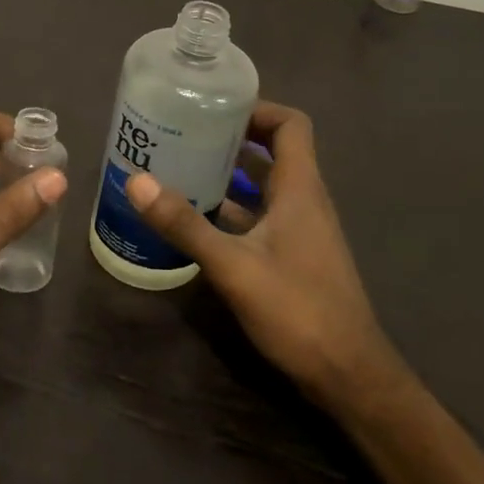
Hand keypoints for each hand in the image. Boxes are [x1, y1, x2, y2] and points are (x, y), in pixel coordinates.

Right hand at [124, 101, 394, 402]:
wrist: (346, 374)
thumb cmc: (297, 309)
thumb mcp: (233, 265)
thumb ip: (185, 224)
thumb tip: (136, 181)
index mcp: (300, 190)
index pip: (290, 125)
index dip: (257, 109)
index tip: (214, 109)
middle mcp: (304, 202)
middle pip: (272, 153)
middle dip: (230, 140)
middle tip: (182, 136)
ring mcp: (300, 232)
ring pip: (263, 188)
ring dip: (227, 177)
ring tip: (179, 171)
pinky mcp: (292, 258)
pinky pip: (259, 218)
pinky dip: (230, 211)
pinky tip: (194, 222)